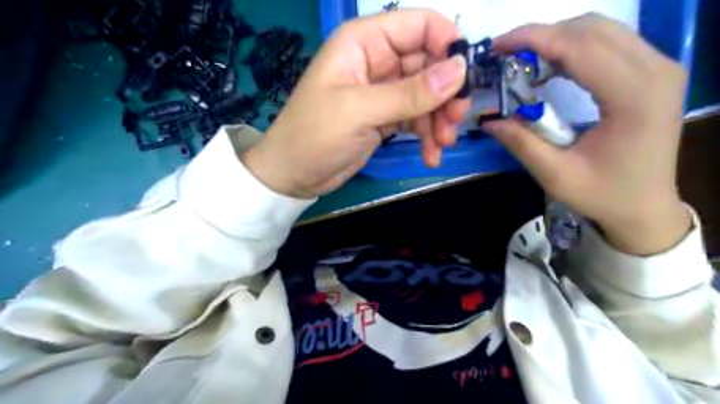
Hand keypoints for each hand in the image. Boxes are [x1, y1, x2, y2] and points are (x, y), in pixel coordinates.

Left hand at [239, 11, 470, 200]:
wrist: (294, 174)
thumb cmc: (315, 135)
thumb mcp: (360, 111)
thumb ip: (410, 92)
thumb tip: (460, 69)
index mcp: (364, 42)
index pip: (418, 26)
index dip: (447, 45)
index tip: (465, 77)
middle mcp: (376, 61)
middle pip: (428, 64)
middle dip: (445, 93)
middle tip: (455, 120)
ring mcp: (382, 91)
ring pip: (426, 95)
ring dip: (439, 118)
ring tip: (443, 143)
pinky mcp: (385, 117)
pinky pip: (416, 118)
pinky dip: (426, 135)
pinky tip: (431, 154)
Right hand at [483, 14, 691, 253]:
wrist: (646, 207)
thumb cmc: (604, 195)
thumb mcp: (554, 174)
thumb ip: (521, 142)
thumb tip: (488, 120)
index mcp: (634, 96)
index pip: (579, 47)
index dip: (533, 39)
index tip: (497, 47)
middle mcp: (656, 70)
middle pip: (591, 29)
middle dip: (541, 36)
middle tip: (505, 57)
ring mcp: (660, 67)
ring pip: (601, 30)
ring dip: (556, 40)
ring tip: (523, 63)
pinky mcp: (654, 73)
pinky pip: (609, 43)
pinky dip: (573, 48)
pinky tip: (550, 68)